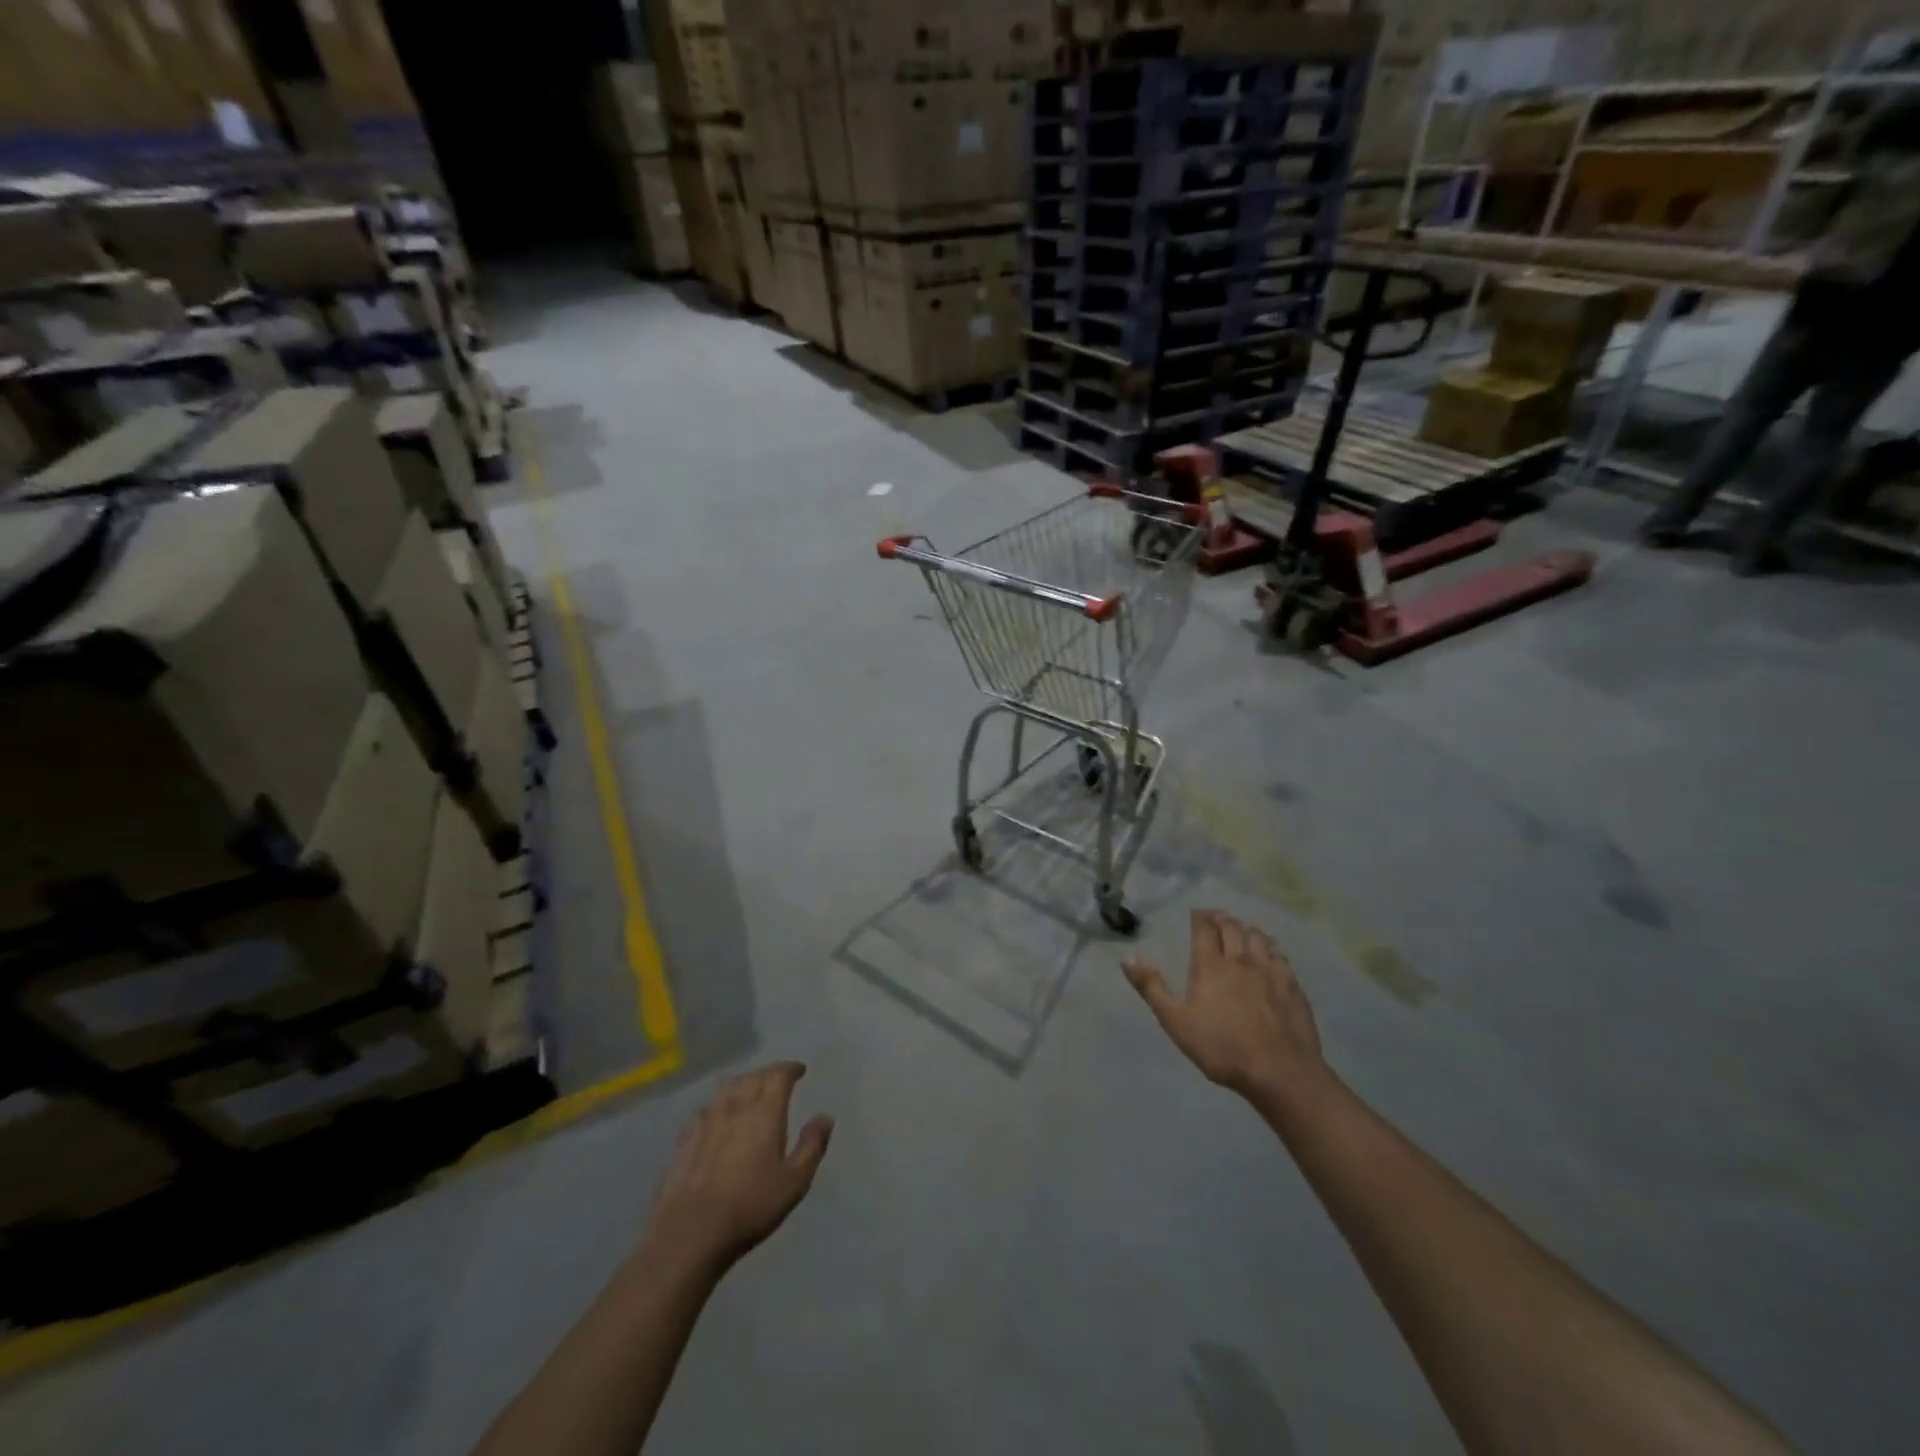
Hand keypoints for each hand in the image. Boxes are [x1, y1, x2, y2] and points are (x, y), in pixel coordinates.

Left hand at [643, 1062, 833, 1273]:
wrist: (690, 1231)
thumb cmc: (750, 1206)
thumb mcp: (794, 1182)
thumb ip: (812, 1146)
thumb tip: (825, 1117)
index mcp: (765, 1112)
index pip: (778, 1075)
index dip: (790, 1069)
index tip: (799, 1071)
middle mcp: (736, 1106)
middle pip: (753, 1076)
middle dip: (768, 1073)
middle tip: (777, 1080)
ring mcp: (706, 1120)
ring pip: (726, 1088)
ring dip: (742, 1083)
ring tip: (749, 1090)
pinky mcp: (684, 1138)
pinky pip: (705, 1109)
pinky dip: (717, 1105)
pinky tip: (716, 1116)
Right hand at [1125, 910, 1326, 1102]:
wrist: (1280, 1071)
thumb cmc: (1222, 1048)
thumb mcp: (1176, 1022)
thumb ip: (1152, 988)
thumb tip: (1128, 958)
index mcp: (1211, 965)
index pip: (1204, 928)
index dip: (1199, 916)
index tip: (1196, 914)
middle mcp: (1240, 959)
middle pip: (1232, 927)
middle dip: (1222, 919)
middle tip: (1216, 919)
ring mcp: (1270, 970)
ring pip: (1258, 936)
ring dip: (1246, 928)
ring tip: (1241, 930)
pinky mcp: (1291, 985)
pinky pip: (1279, 955)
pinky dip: (1269, 947)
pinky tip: (1268, 955)